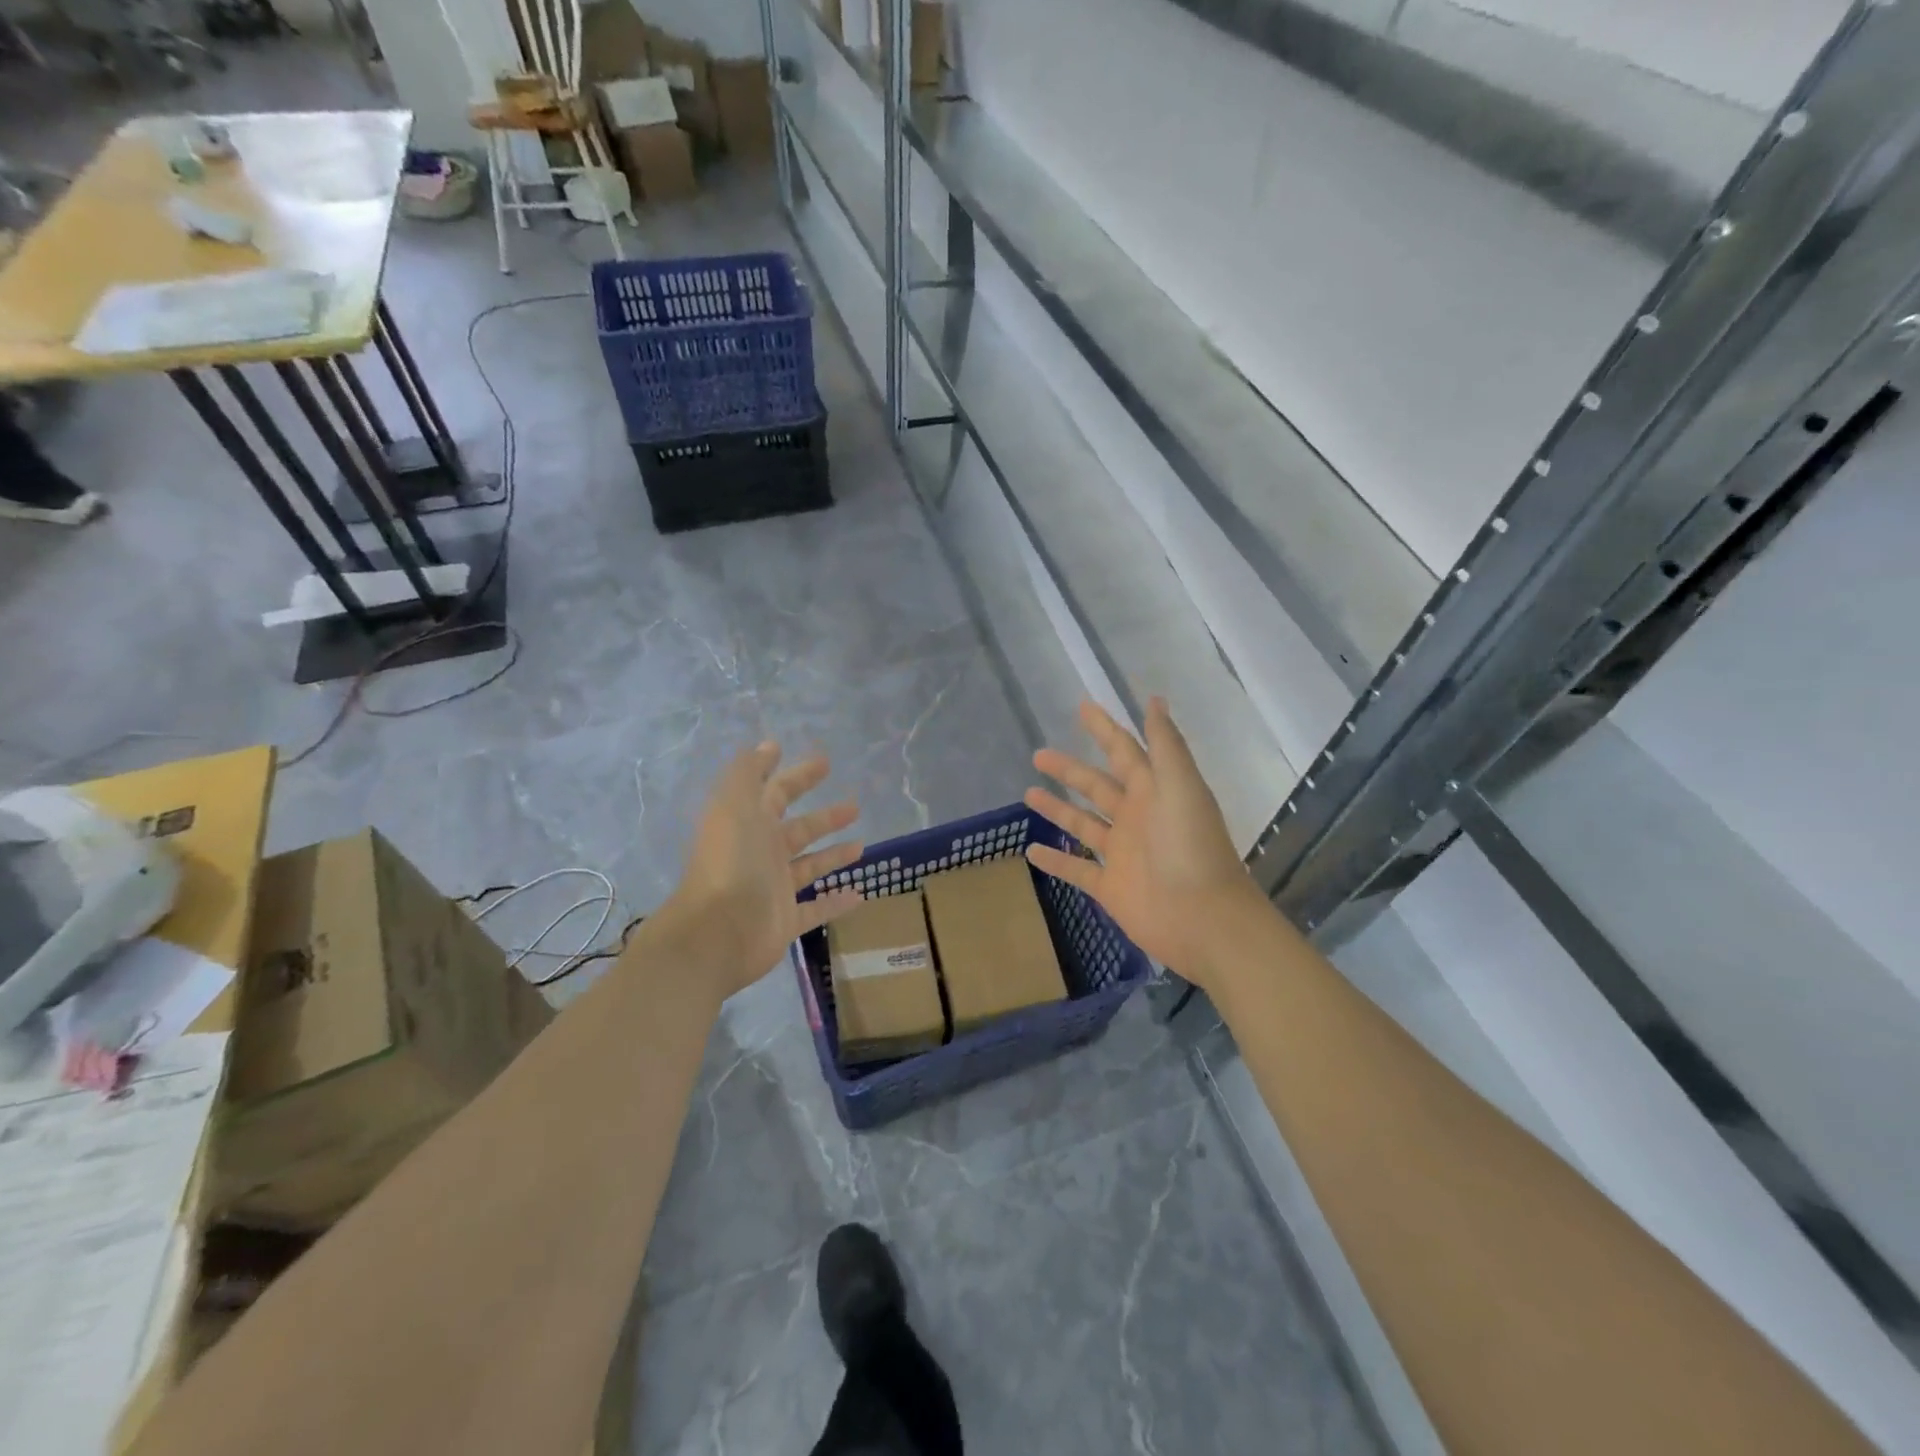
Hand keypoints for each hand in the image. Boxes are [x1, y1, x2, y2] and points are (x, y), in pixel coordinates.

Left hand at [662, 741, 865, 999]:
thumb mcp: (735, 805)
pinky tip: (860, 894)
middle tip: (855, 805)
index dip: (798, 776)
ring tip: (862, 845)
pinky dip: (836, 902)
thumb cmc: (731, 863)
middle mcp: (761, 853)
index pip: (777, 792)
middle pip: (798, 829)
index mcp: (749, 823)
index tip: (825, 762)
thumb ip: (749, 772)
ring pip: (810, 866)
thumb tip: (769, 745)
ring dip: (834, 855)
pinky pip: (816, 908)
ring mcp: (774, 888)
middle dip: (825, 816)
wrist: (716, 933)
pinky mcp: (785, 920)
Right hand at [1024, 698, 1263, 991]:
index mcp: (1154, 791)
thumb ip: (1165, 745)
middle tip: (1038, 754)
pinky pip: (1077, 870)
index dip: (1105, 729)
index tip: (1082, 707)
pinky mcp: (1111, 887)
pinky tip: (1031, 851)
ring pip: (1083, 824)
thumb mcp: (1181, 787)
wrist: (1204, 920)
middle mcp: (1136, 817)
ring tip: (1028, 793)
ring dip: (1058, 808)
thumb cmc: (1192, 848)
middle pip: (1097, 785)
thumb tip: (1154, 699)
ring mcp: (1122, 854)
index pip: (1124, 751)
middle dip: (1069, 769)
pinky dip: (1056, 861)